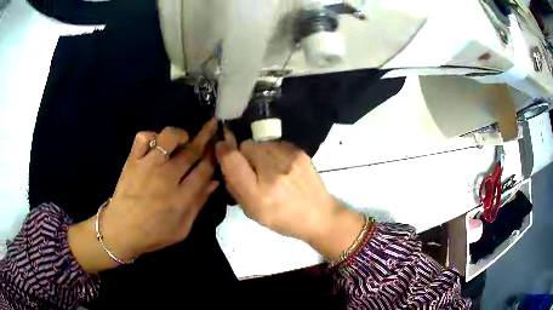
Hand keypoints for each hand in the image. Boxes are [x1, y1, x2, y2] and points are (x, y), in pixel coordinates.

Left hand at [69, 119, 218, 272]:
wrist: (121, 231)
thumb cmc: (154, 234)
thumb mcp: (182, 229)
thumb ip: (199, 205)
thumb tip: (214, 182)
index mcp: (182, 198)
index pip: (204, 169)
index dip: (214, 155)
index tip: (218, 147)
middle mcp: (167, 177)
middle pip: (191, 151)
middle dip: (205, 137)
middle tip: (212, 127)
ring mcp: (148, 166)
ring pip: (168, 138)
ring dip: (180, 134)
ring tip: (183, 138)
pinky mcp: (133, 161)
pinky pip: (143, 138)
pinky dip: (152, 135)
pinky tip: (156, 143)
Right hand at [215, 133, 364, 260]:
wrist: (319, 215)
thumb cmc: (282, 218)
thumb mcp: (252, 212)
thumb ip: (235, 186)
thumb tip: (225, 160)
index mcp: (258, 193)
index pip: (232, 159)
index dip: (223, 150)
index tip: (221, 149)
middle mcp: (273, 172)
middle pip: (246, 146)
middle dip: (244, 155)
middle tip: (252, 170)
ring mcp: (289, 159)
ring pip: (260, 143)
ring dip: (259, 153)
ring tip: (269, 170)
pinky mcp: (299, 152)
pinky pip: (275, 144)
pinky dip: (273, 153)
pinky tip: (282, 167)